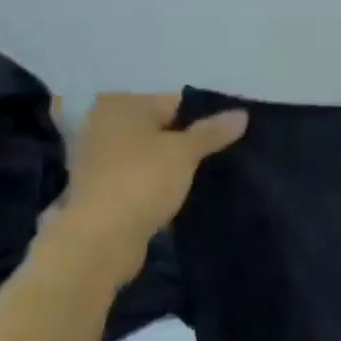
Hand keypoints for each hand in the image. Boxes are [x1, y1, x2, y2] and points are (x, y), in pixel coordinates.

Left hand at [44, 94, 247, 282]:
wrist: (100, 240)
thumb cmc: (142, 180)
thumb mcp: (184, 152)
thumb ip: (212, 132)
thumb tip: (242, 114)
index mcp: (121, 105)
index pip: (172, 100)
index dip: (202, 115)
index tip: (227, 131)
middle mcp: (104, 125)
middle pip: (158, 127)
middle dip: (185, 138)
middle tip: (221, 150)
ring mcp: (97, 160)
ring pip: (147, 154)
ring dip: (169, 163)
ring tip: (206, 173)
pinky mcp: (100, 191)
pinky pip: (138, 178)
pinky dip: (155, 184)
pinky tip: (180, 194)